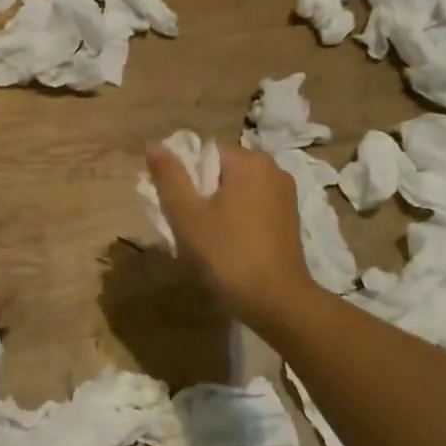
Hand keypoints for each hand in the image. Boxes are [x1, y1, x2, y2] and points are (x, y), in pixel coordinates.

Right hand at [145, 143, 317, 326]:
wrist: (276, 300)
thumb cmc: (227, 254)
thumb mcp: (188, 216)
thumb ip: (170, 177)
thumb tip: (154, 146)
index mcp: (250, 161)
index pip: (205, 153)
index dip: (185, 178)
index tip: (178, 209)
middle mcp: (273, 169)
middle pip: (223, 171)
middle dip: (202, 194)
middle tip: (190, 228)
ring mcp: (286, 195)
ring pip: (238, 191)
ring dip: (219, 209)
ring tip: (209, 241)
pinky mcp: (291, 218)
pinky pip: (254, 207)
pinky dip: (238, 219)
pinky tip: (230, 246)